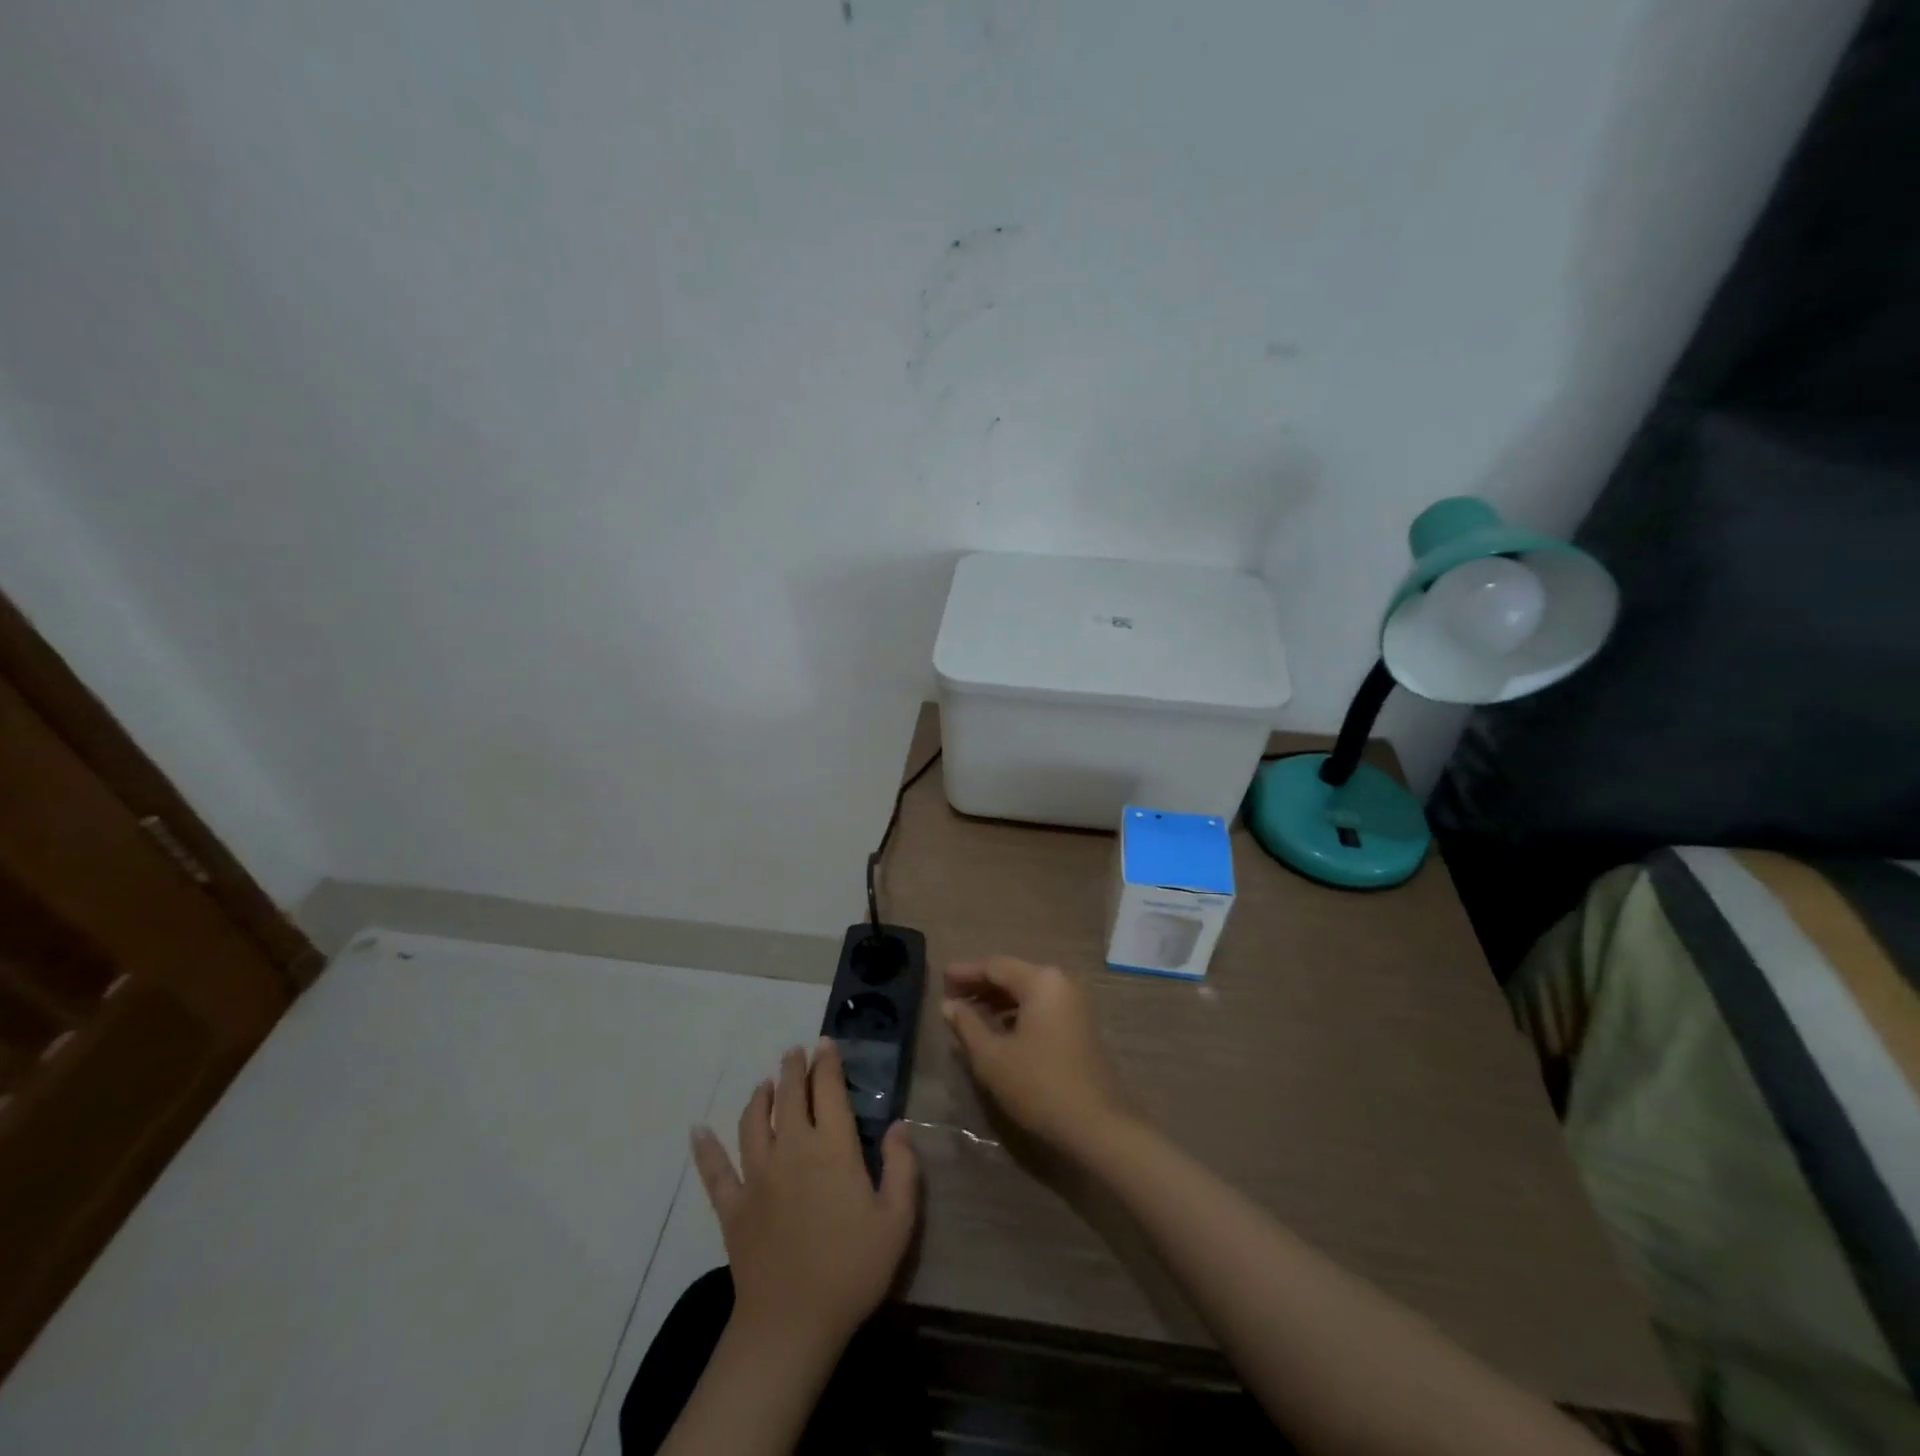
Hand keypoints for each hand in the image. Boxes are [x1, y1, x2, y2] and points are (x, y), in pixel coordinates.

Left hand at [690, 1039, 918, 1355]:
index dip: (827, 1064)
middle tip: (795, 1051)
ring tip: (764, 1084)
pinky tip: (697, 1132)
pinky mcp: (733, 1207)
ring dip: (758, 1098)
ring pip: (753, 1123)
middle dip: (793, 1069)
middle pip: (789, 1097)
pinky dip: (705, 1150)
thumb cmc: (853, 1268)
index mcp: (832, 1148)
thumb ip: (902, 1166)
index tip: (825, 1043)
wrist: (793, 1323)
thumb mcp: (897, 1220)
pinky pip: (715, 1172)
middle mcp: (792, 1149)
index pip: (829, 1091)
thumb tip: (900, 1124)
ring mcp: (758, 1176)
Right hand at [943, 957, 1129, 1157]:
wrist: (1095, 1125)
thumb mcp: (992, 1056)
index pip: (995, 966)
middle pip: (1012, 975)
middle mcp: (1060, 982)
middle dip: (980, 986)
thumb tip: (949, 1005)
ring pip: (1026, 992)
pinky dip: (1015, 1013)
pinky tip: (995, 1030)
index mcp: (1041, 981)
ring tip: (967, 1016)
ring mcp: (1073, 1004)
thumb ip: (967, 1025)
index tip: (940, 981)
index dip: (965, 973)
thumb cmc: (1038, 1085)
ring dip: (996, 1001)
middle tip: (950, 999)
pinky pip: (1040, 1007)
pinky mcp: (1078, 1025)